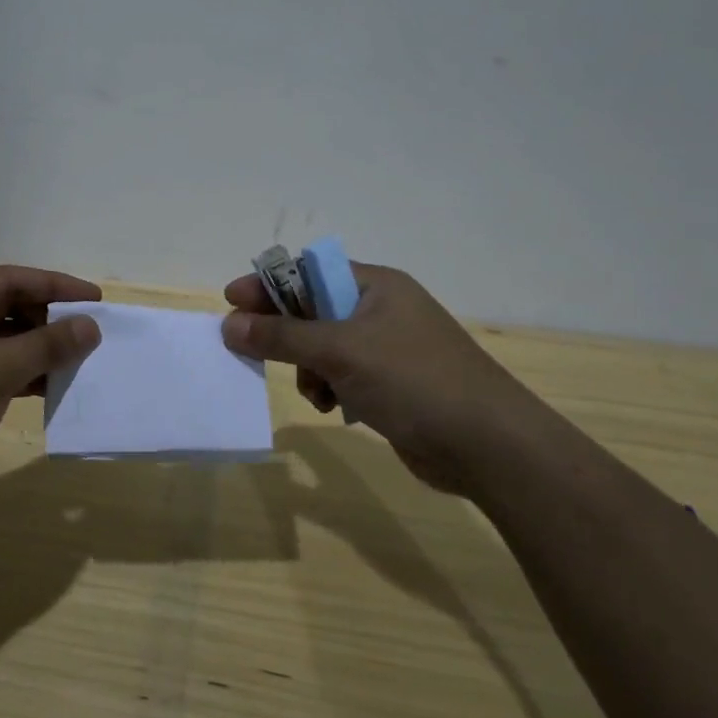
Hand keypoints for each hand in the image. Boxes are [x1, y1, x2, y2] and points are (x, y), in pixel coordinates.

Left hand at [0, 266, 103, 513]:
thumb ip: (47, 345)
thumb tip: (90, 327)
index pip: (10, 280)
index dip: (56, 287)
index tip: (95, 299)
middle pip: (3, 308)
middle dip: (47, 321)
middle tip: (89, 335)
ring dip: (35, 351)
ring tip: (78, 361)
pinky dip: (16, 374)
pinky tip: (49, 386)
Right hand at [220, 263, 538, 493]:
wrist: (487, 445)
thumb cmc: (413, 380)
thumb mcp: (340, 352)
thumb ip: (281, 336)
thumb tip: (229, 323)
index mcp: (375, 286)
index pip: (309, 273)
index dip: (270, 284)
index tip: (231, 301)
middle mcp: (381, 310)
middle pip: (314, 310)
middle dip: (285, 332)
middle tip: (250, 348)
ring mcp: (389, 349)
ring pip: (324, 347)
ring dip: (307, 367)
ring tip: (314, 390)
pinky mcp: (392, 384)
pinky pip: (342, 375)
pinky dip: (328, 387)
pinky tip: (332, 406)